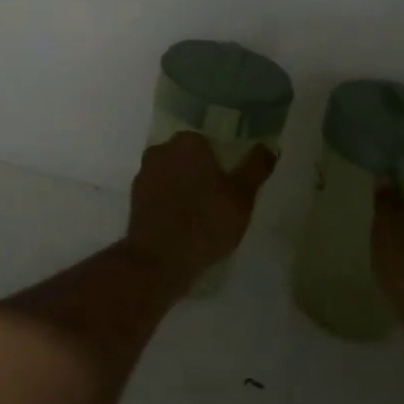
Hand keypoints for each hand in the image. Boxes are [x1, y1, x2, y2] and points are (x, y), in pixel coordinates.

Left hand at [124, 132, 276, 291]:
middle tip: (219, 202)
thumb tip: (268, 147)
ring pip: (173, 175)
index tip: (231, 186)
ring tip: (201, 217)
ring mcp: (144, 173)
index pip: (210, 143)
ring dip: (185, 188)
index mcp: (188, 141)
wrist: (158, 261)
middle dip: (202, 174)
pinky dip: (170, 203)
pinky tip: (182, 225)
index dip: (223, 164)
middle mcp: (162, 149)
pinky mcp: (134, 198)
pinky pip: (160, 193)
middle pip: (190, 157)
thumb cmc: (206, 222)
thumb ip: (256, 167)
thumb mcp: (242, 196)